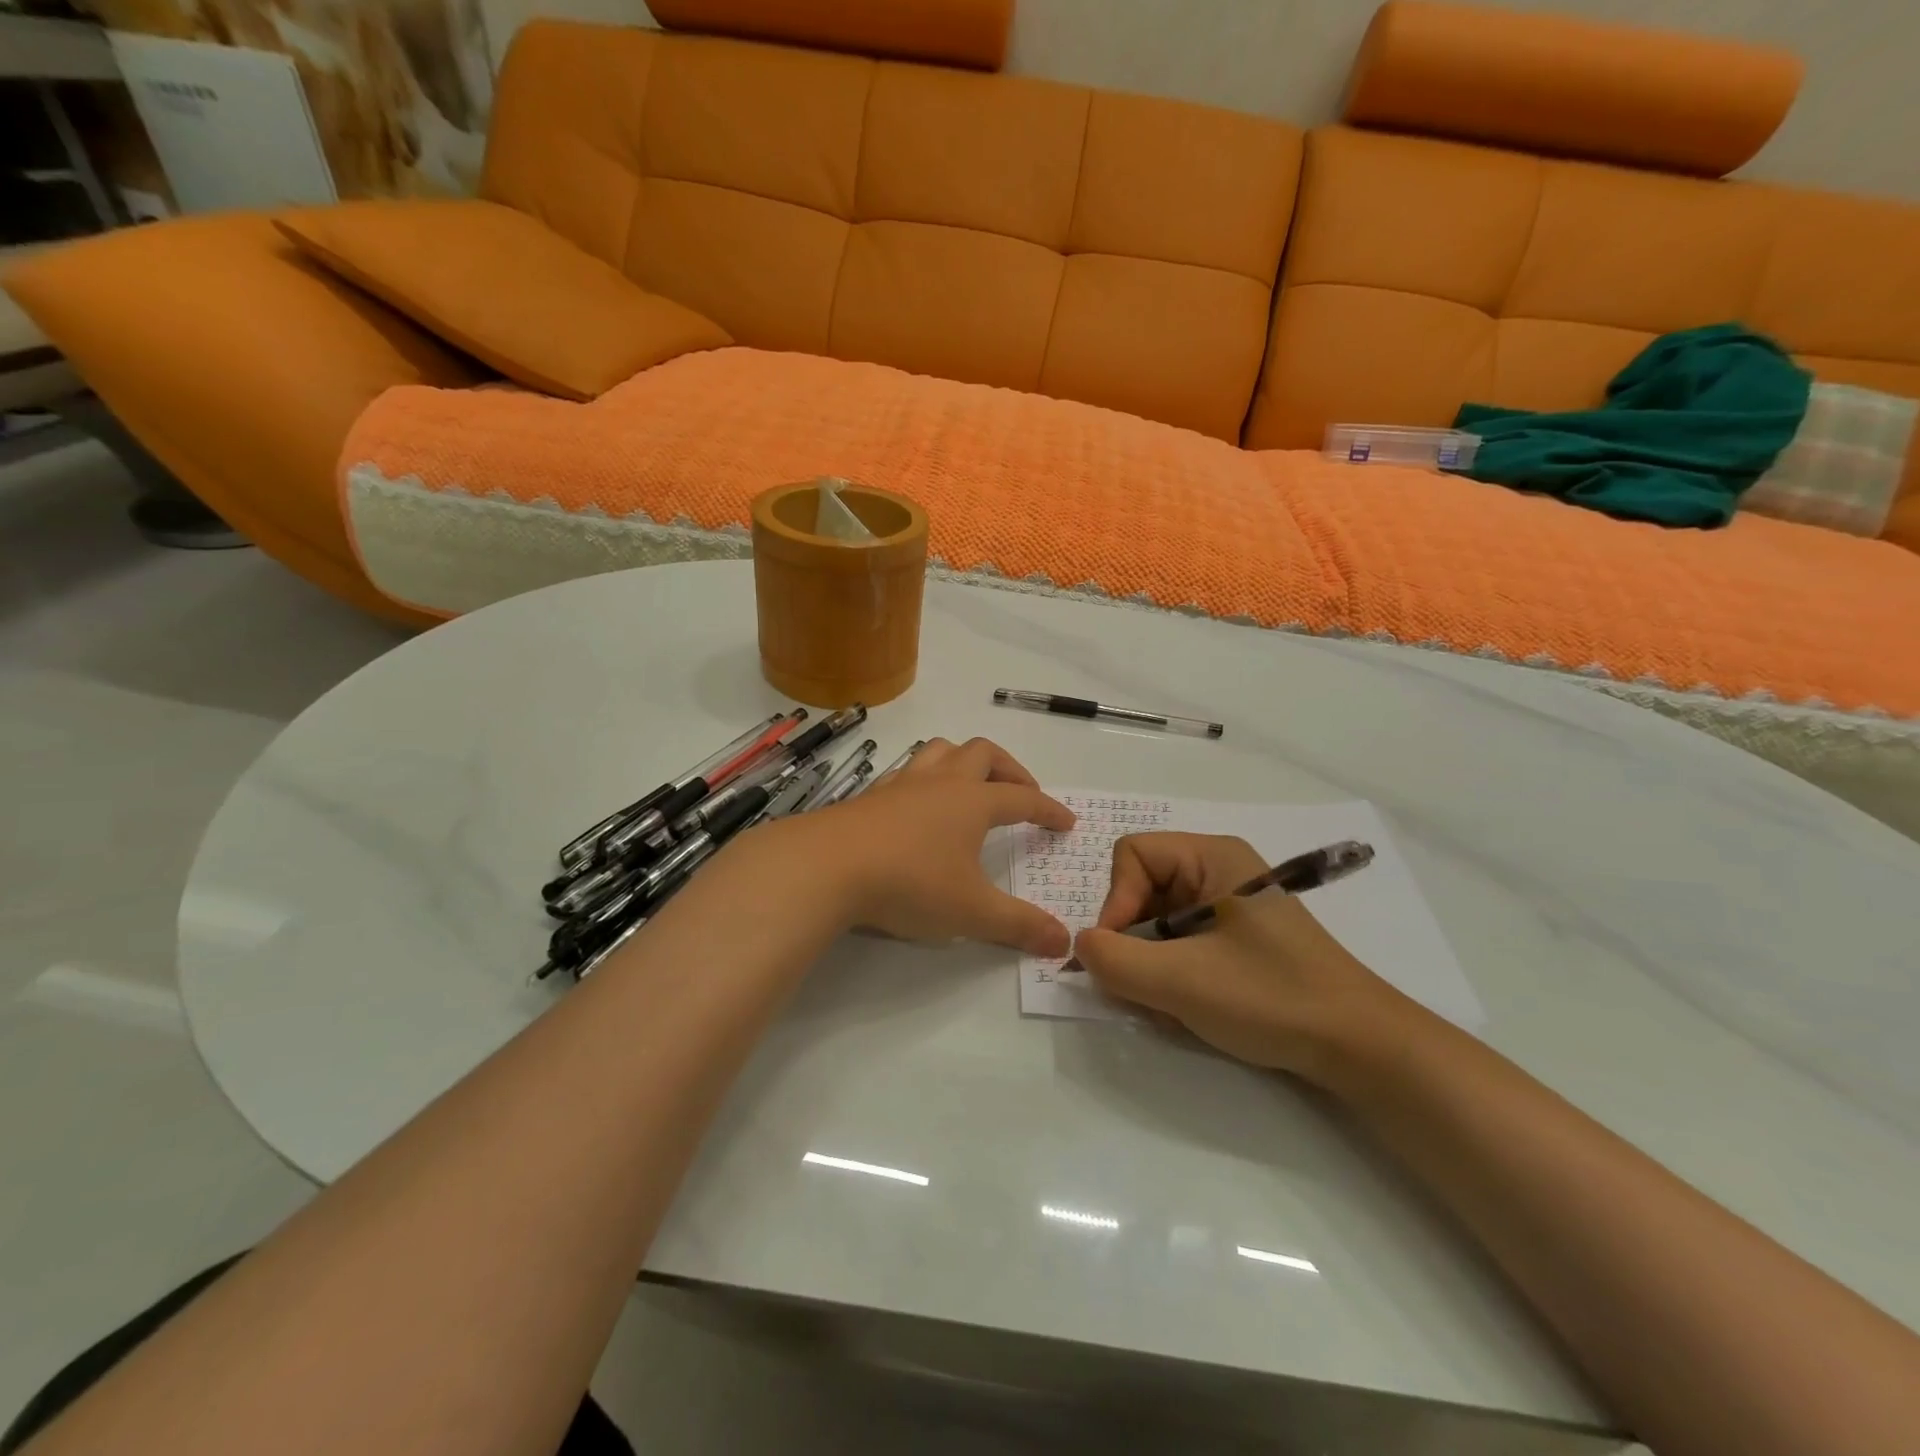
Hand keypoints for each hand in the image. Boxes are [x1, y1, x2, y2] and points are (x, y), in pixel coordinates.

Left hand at [812, 737, 1075, 955]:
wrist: (827, 867)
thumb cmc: (910, 883)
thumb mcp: (972, 912)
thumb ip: (1020, 926)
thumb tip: (1064, 942)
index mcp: (973, 802)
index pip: (1023, 799)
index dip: (1048, 810)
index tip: (1065, 821)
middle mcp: (941, 783)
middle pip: (983, 754)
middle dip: (1010, 769)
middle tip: (1021, 793)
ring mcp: (902, 785)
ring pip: (941, 751)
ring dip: (965, 761)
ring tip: (972, 786)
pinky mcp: (871, 796)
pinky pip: (907, 772)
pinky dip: (925, 778)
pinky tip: (918, 804)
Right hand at [1073, 833, 1410, 1083]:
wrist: (1360, 1046)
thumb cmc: (1270, 996)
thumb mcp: (1180, 980)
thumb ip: (1113, 960)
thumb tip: (1081, 946)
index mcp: (1213, 856)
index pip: (1131, 855)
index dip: (1115, 901)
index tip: (1121, 953)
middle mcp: (1220, 869)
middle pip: (1143, 887)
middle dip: (1133, 938)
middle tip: (1144, 985)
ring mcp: (1231, 904)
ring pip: (1159, 919)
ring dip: (1152, 961)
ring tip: (1172, 1001)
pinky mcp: (1240, 937)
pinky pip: (1183, 940)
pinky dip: (1173, 971)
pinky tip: (1191, 1004)